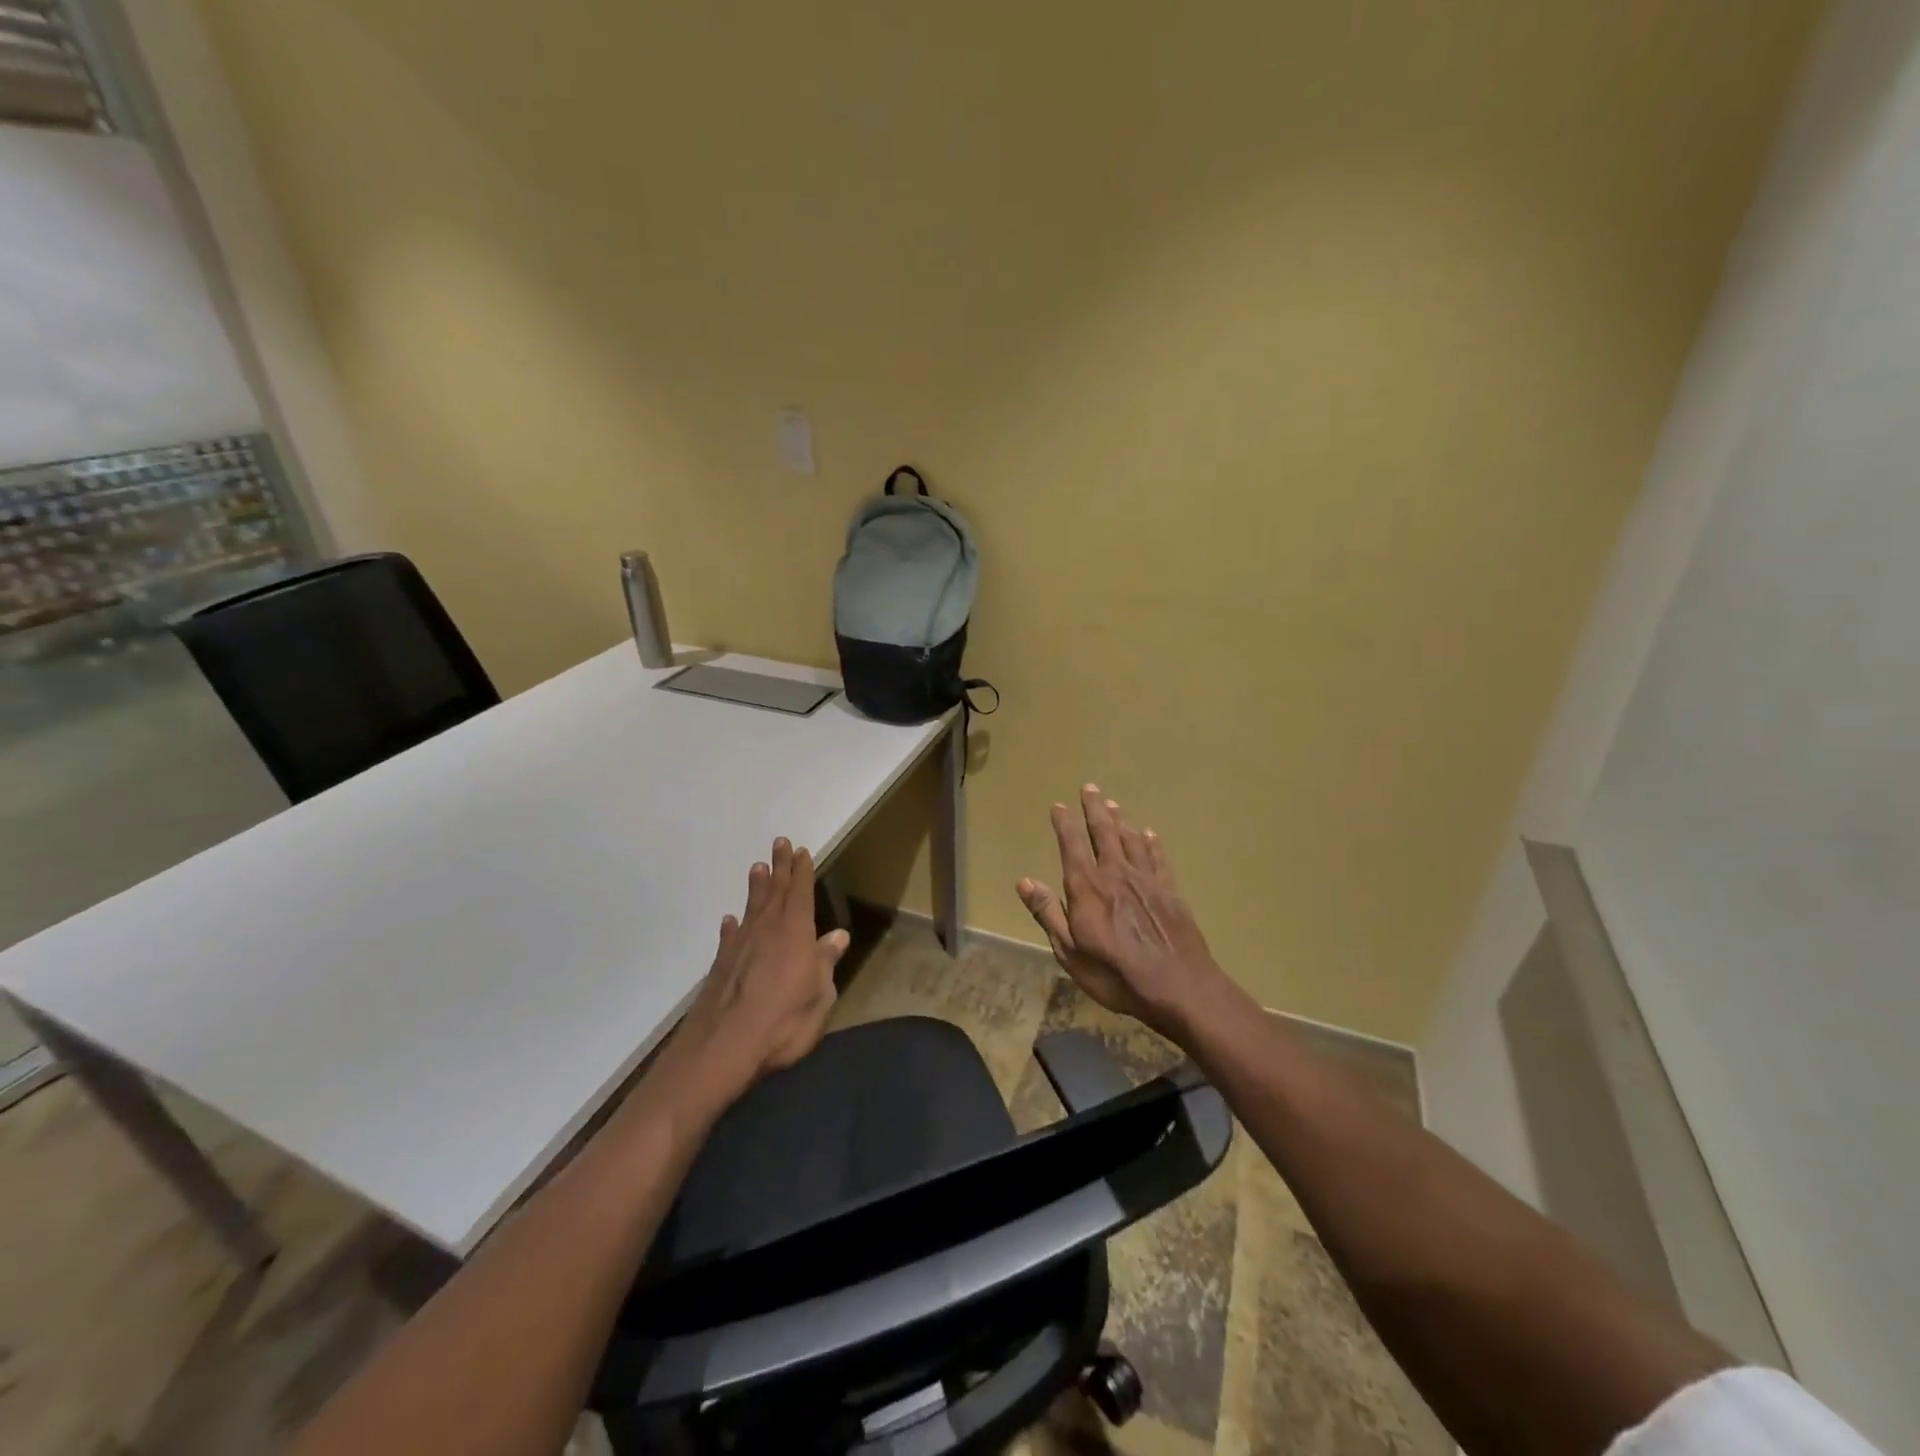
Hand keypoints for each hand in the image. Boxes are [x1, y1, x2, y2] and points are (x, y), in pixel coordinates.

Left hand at [673, 838, 847, 1103]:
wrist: (725, 1046)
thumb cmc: (785, 1020)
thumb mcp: (820, 994)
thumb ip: (826, 962)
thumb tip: (838, 935)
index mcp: (796, 932)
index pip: (801, 893)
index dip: (802, 871)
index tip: (801, 850)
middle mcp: (767, 930)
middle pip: (776, 891)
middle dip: (780, 867)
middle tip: (779, 842)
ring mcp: (741, 946)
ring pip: (752, 907)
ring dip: (756, 887)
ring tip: (757, 868)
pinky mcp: (722, 965)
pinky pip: (730, 936)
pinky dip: (732, 926)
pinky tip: (730, 920)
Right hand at [1018, 785, 1232, 1043]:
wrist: (1177, 986)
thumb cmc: (1116, 974)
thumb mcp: (1070, 952)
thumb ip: (1048, 913)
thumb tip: (1024, 881)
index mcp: (1087, 888)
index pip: (1072, 845)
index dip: (1065, 823)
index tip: (1059, 806)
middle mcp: (1115, 874)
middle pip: (1104, 833)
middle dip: (1094, 809)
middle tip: (1089, 788)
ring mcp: (1146, 880)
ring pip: (1130, 840)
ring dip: (1120, 820)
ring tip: (1113, 804)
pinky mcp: (1170, 891)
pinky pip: (1157, 858)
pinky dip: (1151, 843)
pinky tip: (1148, 834)